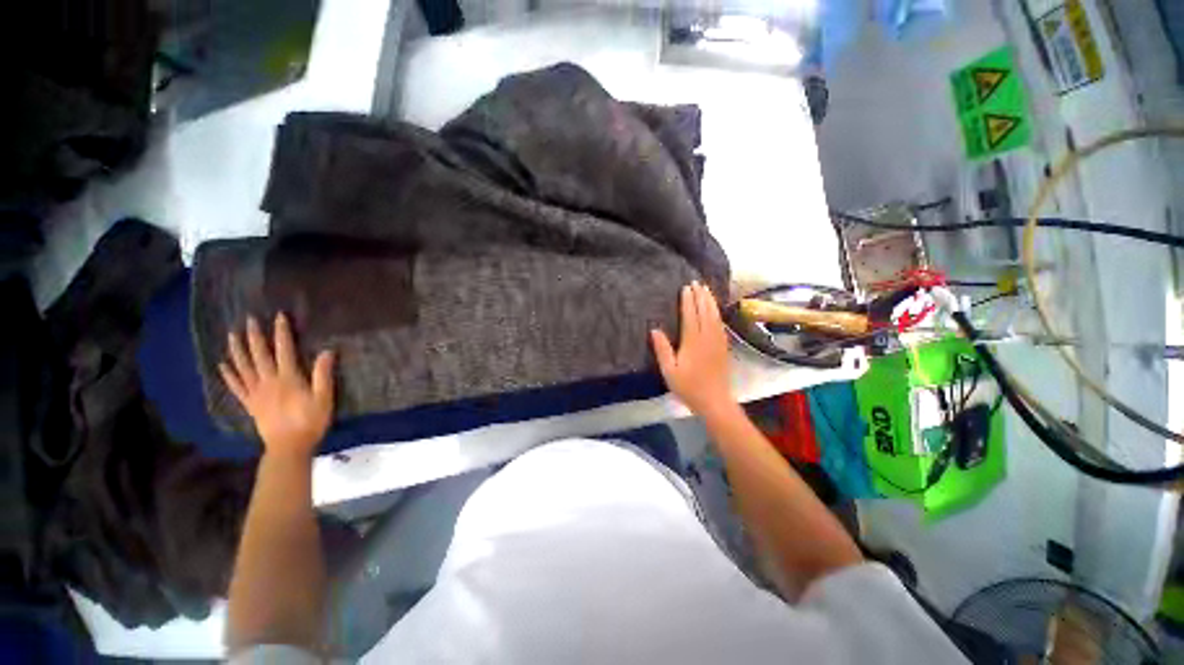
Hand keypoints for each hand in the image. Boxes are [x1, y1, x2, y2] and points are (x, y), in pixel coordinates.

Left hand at [220, 313, 334, 457]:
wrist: (289, 446)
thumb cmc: (311, 421)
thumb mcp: (324, 397)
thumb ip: (323, 374)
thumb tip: (326, 351)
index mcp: (288, 378)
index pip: (284, 350)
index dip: (281, 332)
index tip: (279, 316)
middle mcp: (268, 381)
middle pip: (259, 355)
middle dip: (255, 336)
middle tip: (249, 320)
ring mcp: (256, 393)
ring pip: (243, 367)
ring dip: (237, 350)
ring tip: (232, 335)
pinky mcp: (250, 404)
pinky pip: (237, 387)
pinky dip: (229, 375)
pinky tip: (223, 365)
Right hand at [650, 281, 737, 420]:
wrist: (715, 401)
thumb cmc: (689, 387)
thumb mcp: (669, 371)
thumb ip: (662, 350)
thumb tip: (654, 329)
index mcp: (693, 342)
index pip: (690, 316)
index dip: (688, 301)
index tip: (686, 287)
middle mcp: (707, 337)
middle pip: (705, 312)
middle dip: (701, 296)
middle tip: (697, 282)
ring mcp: (718, 341)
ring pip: (715, 316)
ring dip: (710, 301)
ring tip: (706, 289)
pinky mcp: (724, 346)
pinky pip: (721, 324)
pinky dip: (717, 312)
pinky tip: (715, 309)